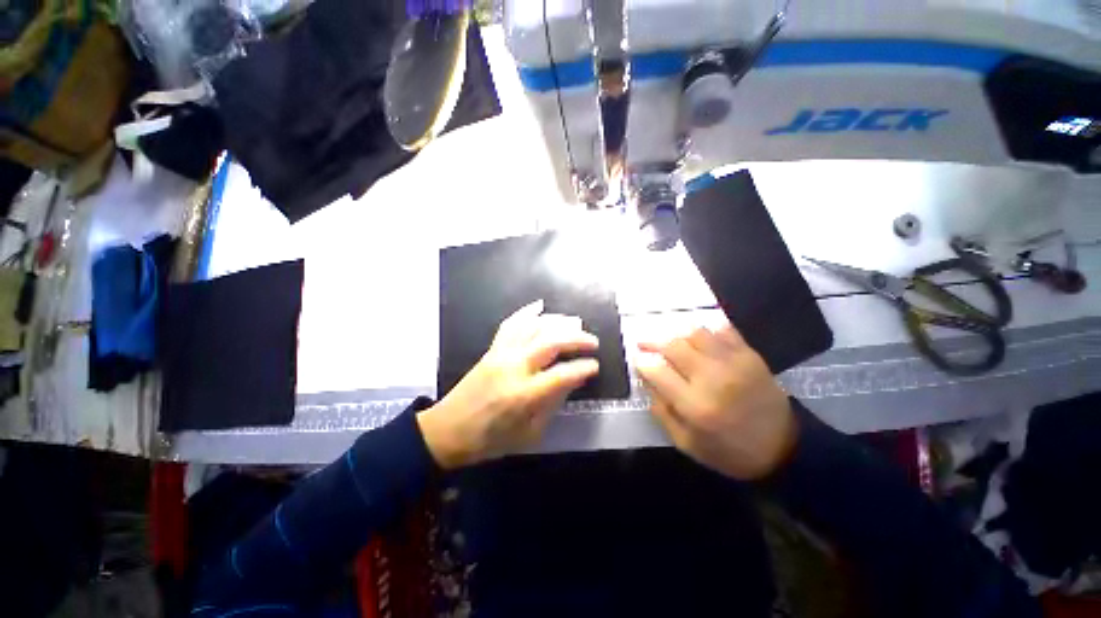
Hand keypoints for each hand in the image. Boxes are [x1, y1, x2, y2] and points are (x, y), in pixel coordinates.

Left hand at [417, 300, 599, 469]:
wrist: (447, 430)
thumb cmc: (489, 439)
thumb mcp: (528, 433)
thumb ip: (552, 405)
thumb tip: (572, 381)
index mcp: (524, 395)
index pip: (563, 374)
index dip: (583, 368)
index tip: (595, 365)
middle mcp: (514, 367)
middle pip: (551, 342)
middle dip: (577, 339)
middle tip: (593, 341)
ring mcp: (501, 353)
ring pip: (533, 327)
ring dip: (557, 322)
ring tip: (574, 323)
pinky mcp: (492, 349)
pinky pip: (510, 324)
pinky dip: (526, 312)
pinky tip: (539, 306)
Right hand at [635, 322, 796, 479]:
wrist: (784, 449)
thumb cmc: (729, 451)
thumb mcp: (686, 443)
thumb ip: (661, 411)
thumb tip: (646, 380)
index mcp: (694, 405)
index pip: (656, 371)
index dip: (642, 362)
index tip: (637, 360)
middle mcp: (711, 378)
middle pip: (673, 346)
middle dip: (652, 342)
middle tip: (644, 343)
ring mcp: (733, 363)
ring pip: (695, 333)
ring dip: (677, 334)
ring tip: (671, 342)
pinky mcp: (750, 355)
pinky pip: (723, 330)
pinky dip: (707, 330)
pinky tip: (700, 339)